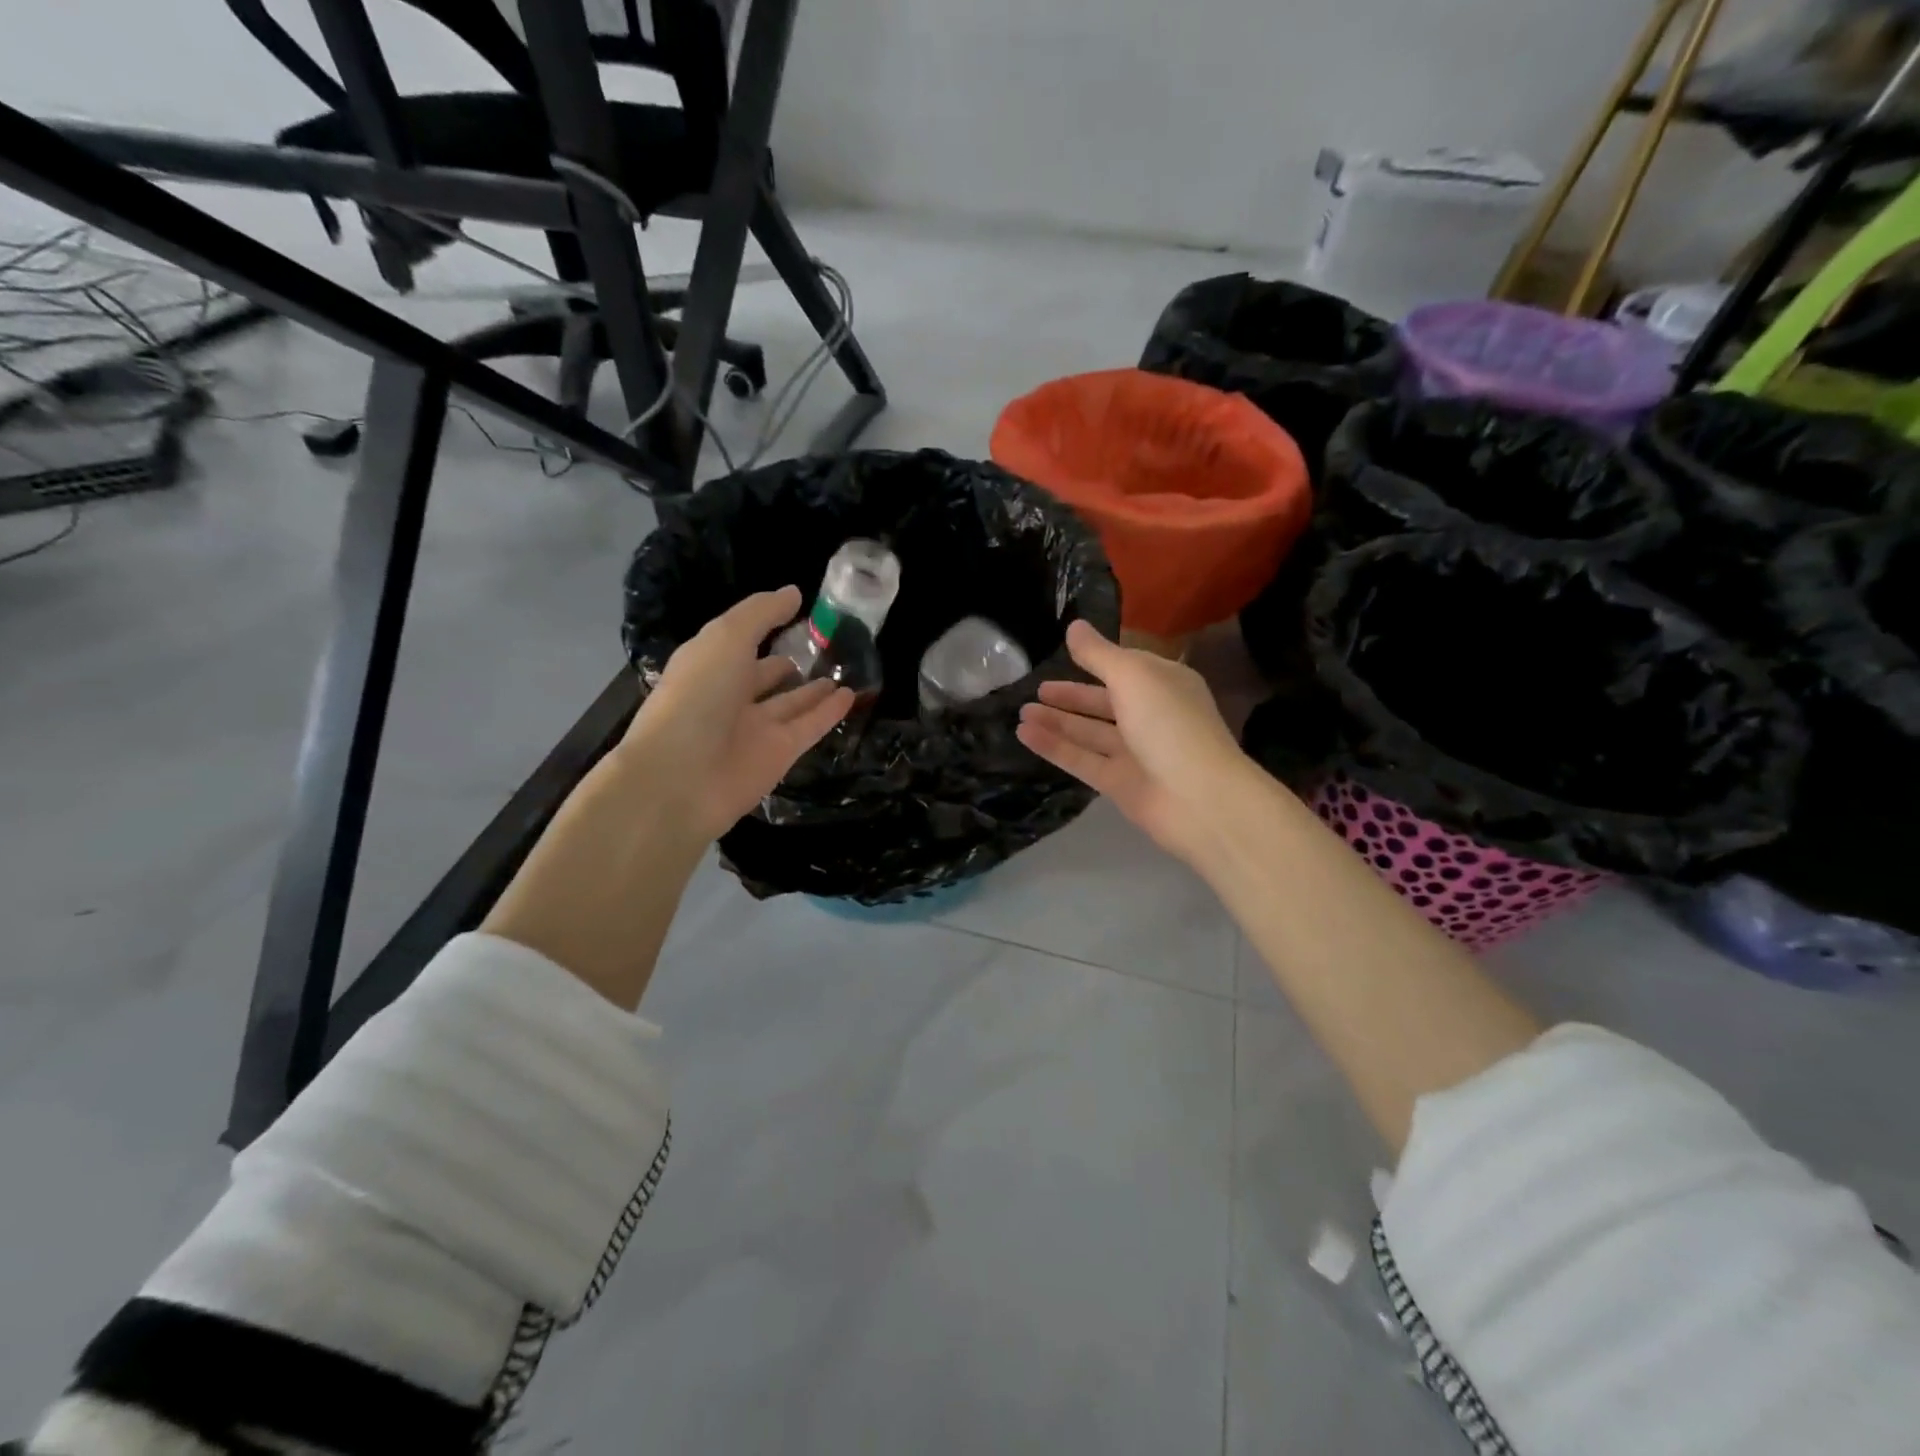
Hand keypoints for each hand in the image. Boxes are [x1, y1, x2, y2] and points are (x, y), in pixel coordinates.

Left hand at [614, 586, 852, 841]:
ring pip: (791, 703)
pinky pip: (809, 727)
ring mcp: (754, 729)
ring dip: (814, 689)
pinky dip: (829, 713)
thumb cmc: (697, 697)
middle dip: (788, 663)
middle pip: (764, 676)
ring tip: (844, 670)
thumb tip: (794, 593)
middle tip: (826, 647)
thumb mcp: (726, 639)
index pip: (740, 641)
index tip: (798, 611)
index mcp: (708, 664)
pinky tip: (851, 696)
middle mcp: (729, 696)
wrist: (682, 778)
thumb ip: (761, 614)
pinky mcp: (778, 755)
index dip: (765, 625)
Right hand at [1017, 621, 1249, 864]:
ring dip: (1057, 721)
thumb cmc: (1170, 723)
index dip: (1097, 661)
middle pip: (1105, 702)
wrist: (1199, 798)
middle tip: (1036, 689)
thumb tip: (1074, 626)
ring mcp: (1136, 753)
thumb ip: (1099, 654)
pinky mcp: (1119, 783)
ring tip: (1022, 712)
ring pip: (1090, 733)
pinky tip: (1024, 734)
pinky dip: (1054, 747)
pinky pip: (1081, 760)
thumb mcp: (1133, 676)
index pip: (1126, 668)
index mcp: (1164, 684)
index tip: (1064, 653)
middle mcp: (1151, 716)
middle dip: (1071, 696)